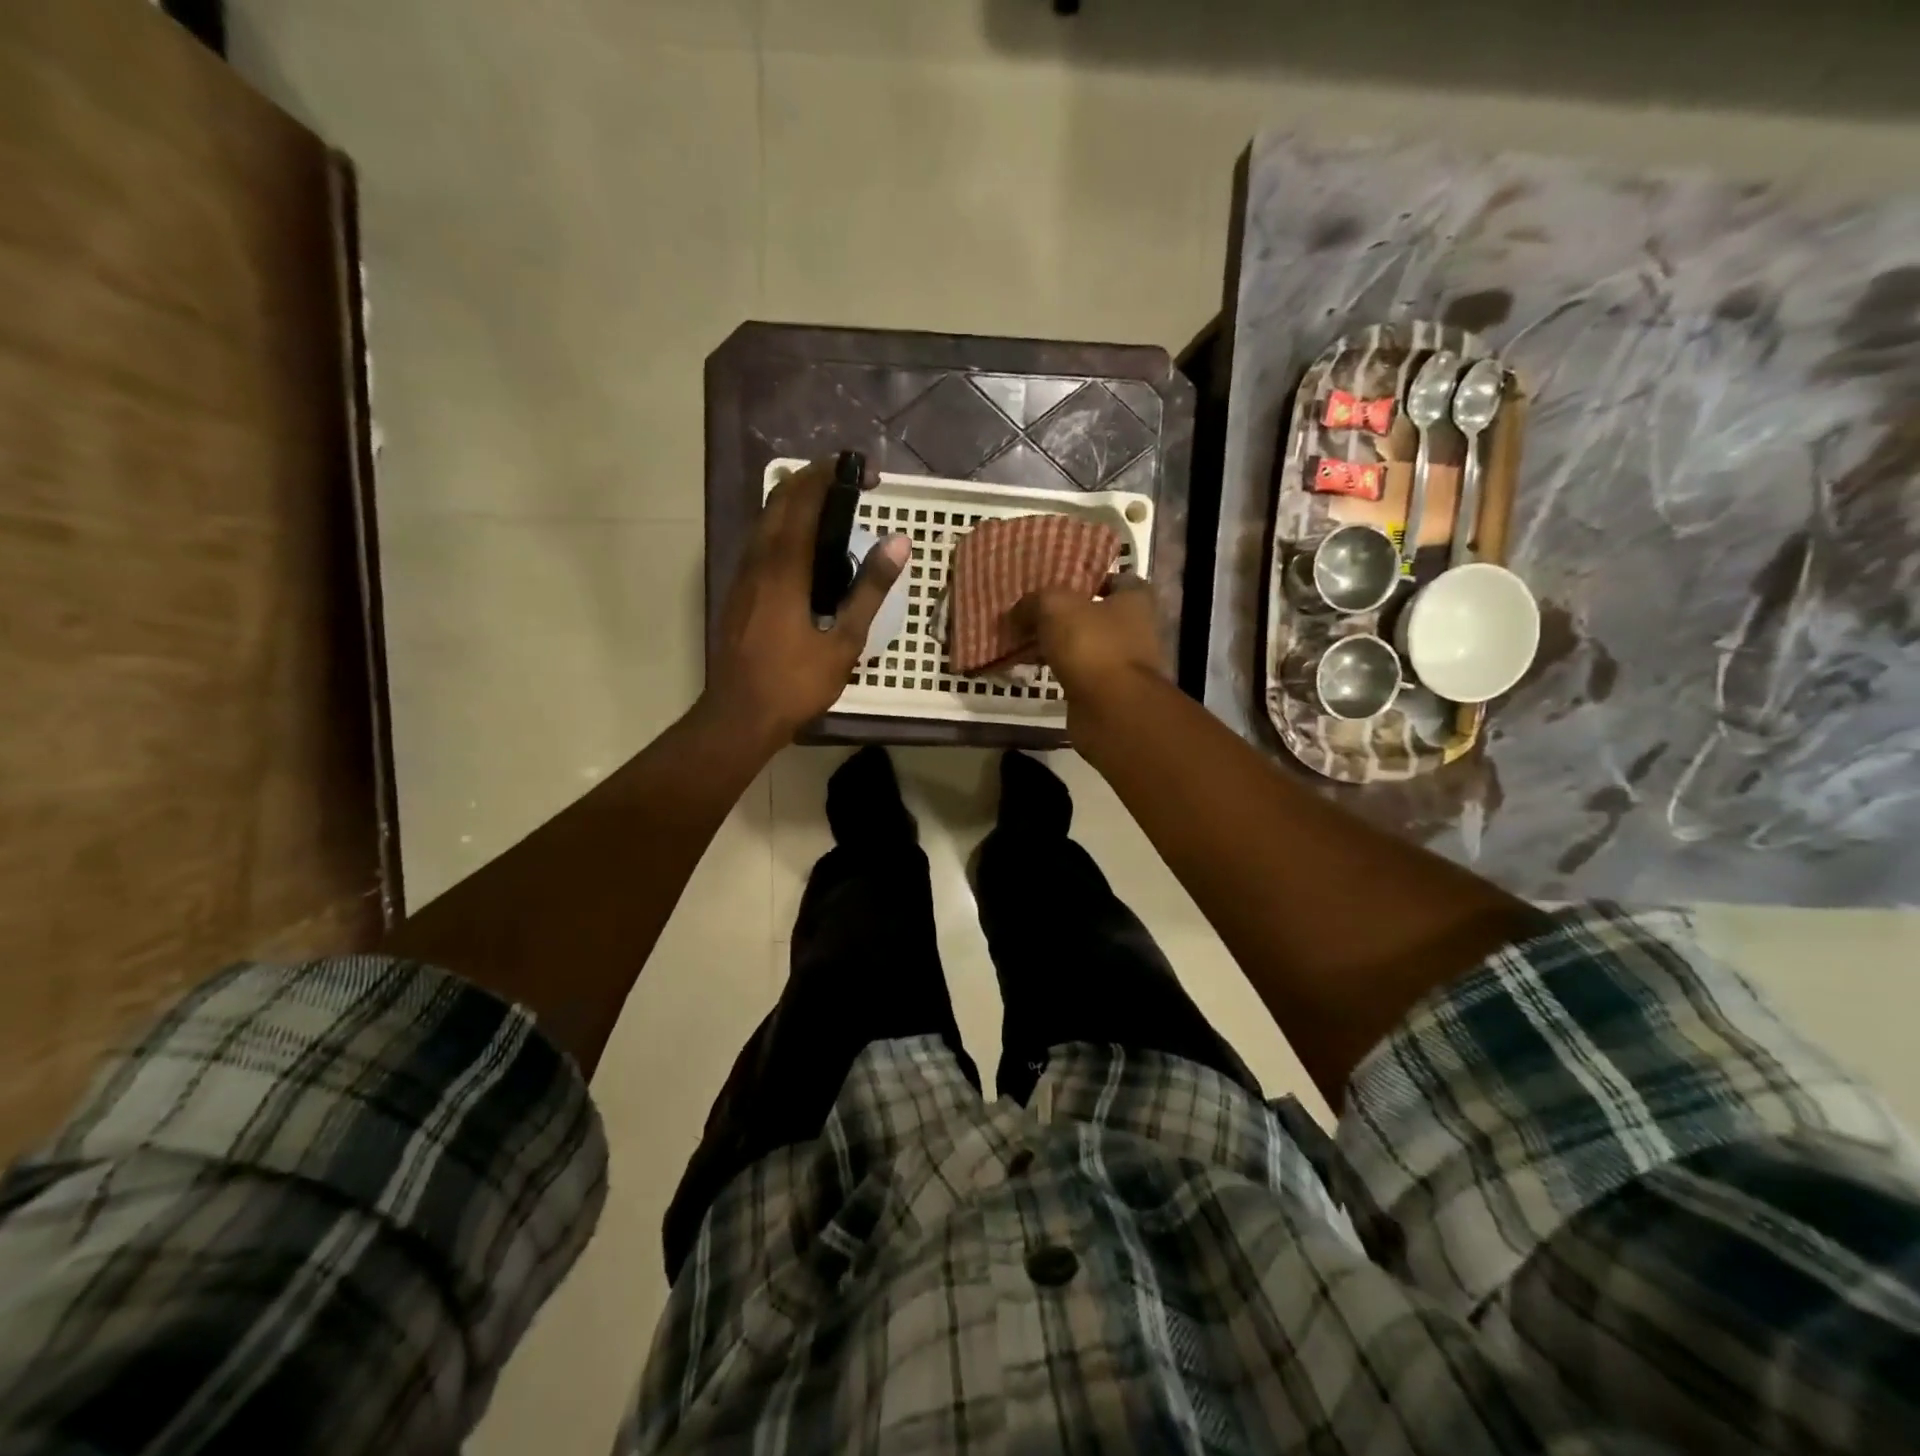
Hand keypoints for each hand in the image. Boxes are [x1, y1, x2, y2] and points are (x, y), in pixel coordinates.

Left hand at [703, 459, 909, 748]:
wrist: (738, 716)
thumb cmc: (795, 683)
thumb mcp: (844, 641)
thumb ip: (870, 589)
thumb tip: (899, 543)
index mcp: (784, 568)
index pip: (804, 500)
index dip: (831, 475)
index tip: (863, 470)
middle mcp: (757, 561)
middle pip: (778, 501)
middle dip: (811, 479)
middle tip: (848, 480)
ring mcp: (742, 577)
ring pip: (764, 521)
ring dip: (794, 501)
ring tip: (830, 506)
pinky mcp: (737, 594)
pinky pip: (760, 543)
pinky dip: (783, 528)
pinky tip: (803, 549)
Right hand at [1012, 574, 1166, 716]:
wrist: (1110, 710)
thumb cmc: (1092, 645)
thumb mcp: (1055, 606)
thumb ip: (1034, 601)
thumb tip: (1017, 611)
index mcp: (1134, 600)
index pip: (1117, 579)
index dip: (1089, 578)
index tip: (1059, 581)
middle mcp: (1135, 630)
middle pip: (1096, 614)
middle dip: (1066, 614)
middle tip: (1031, 612)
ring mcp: (1122, 664)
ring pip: (1084, 646)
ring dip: (1059, 644)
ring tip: (1024, 639)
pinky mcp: (1106, 692)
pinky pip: (1076, 673)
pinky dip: (1057, 670)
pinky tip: (1030, 667)